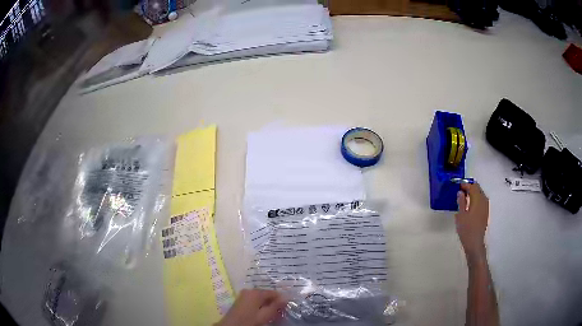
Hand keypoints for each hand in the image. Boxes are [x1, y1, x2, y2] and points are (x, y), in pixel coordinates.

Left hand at [216, 289, 286, 325]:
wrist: (231, 325)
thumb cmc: (249, 320)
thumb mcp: (265, 315)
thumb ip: (276, 306)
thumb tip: (286, 297)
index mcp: (256, 292)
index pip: (274, 292)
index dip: (281, 299)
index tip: (286, 307)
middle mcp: (249, 290)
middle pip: (266, 294)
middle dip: (274, 302)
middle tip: (279, 312)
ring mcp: (243, 295)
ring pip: (260, 298)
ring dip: (267, 305)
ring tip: (271, 313)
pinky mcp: (240, 300)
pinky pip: (254, 300)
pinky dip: (260, 305)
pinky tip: (262, 313)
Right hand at [455, 183, 489, 259]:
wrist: (475, 242)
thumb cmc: (466, 229)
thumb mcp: (460, 215)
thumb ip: (461, 202)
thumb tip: (461, 192)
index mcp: (477, 199)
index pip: (472, 187)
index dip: (465, 184)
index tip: (458, 185)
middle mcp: (484, 200)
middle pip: (478, 188)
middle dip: (470, 187)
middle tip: (461, 189)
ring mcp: (486, 206)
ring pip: (480, 193)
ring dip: (474, 192)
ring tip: (465, 196)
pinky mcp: (486, 212)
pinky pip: (482, 200)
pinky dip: (476, 198)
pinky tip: (471, 203)